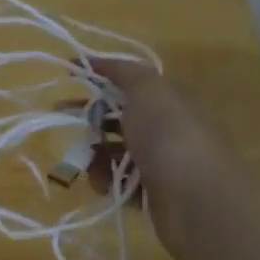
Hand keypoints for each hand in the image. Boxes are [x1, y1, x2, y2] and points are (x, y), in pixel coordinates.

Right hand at [86, 57, 233, 247]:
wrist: (198, 200)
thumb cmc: (170, 136)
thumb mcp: (148, 89)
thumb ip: (122, 71)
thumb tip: (94, 59)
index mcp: (170, 101)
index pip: (132, 84)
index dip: (101, 77)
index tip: (70, 75)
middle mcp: (167, 129)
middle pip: (120, 117)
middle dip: (90, 116)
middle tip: (61, 116)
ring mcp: (162, 164)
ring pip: (116, 151)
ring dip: (94, 152)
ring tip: (84, 158)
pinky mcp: (153, 195)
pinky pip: (120, 182)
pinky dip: (106, 180)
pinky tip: (100, 181)